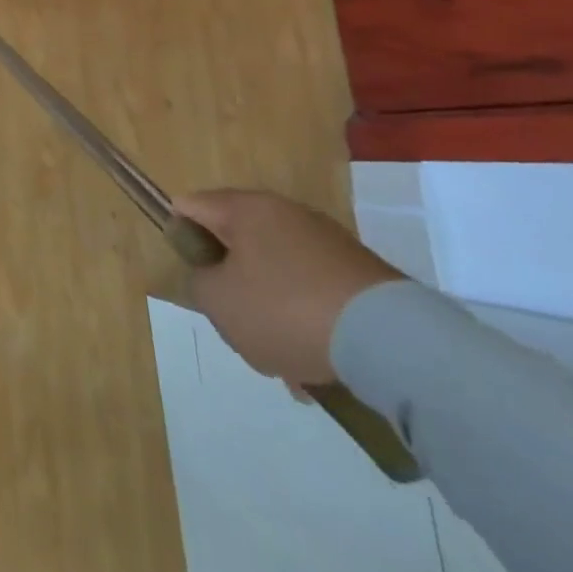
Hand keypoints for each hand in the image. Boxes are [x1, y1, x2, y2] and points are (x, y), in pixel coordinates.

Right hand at [171, 190, 402, 385]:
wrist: (392, 343)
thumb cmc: (286, 309)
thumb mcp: (218, 300)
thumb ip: (198, 281)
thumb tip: (213, 276)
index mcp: (246, 209)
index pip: (191, 207)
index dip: (180, 236)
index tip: (192, 274)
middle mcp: (286, 214)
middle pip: (237, 245)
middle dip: (231, 284)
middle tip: (233, 321)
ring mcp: (328, 244)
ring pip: (276, 275)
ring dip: (270, 311)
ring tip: (280, 359)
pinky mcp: (360, 276)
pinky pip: (313, 295)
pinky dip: (306, 323)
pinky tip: (313, 365)